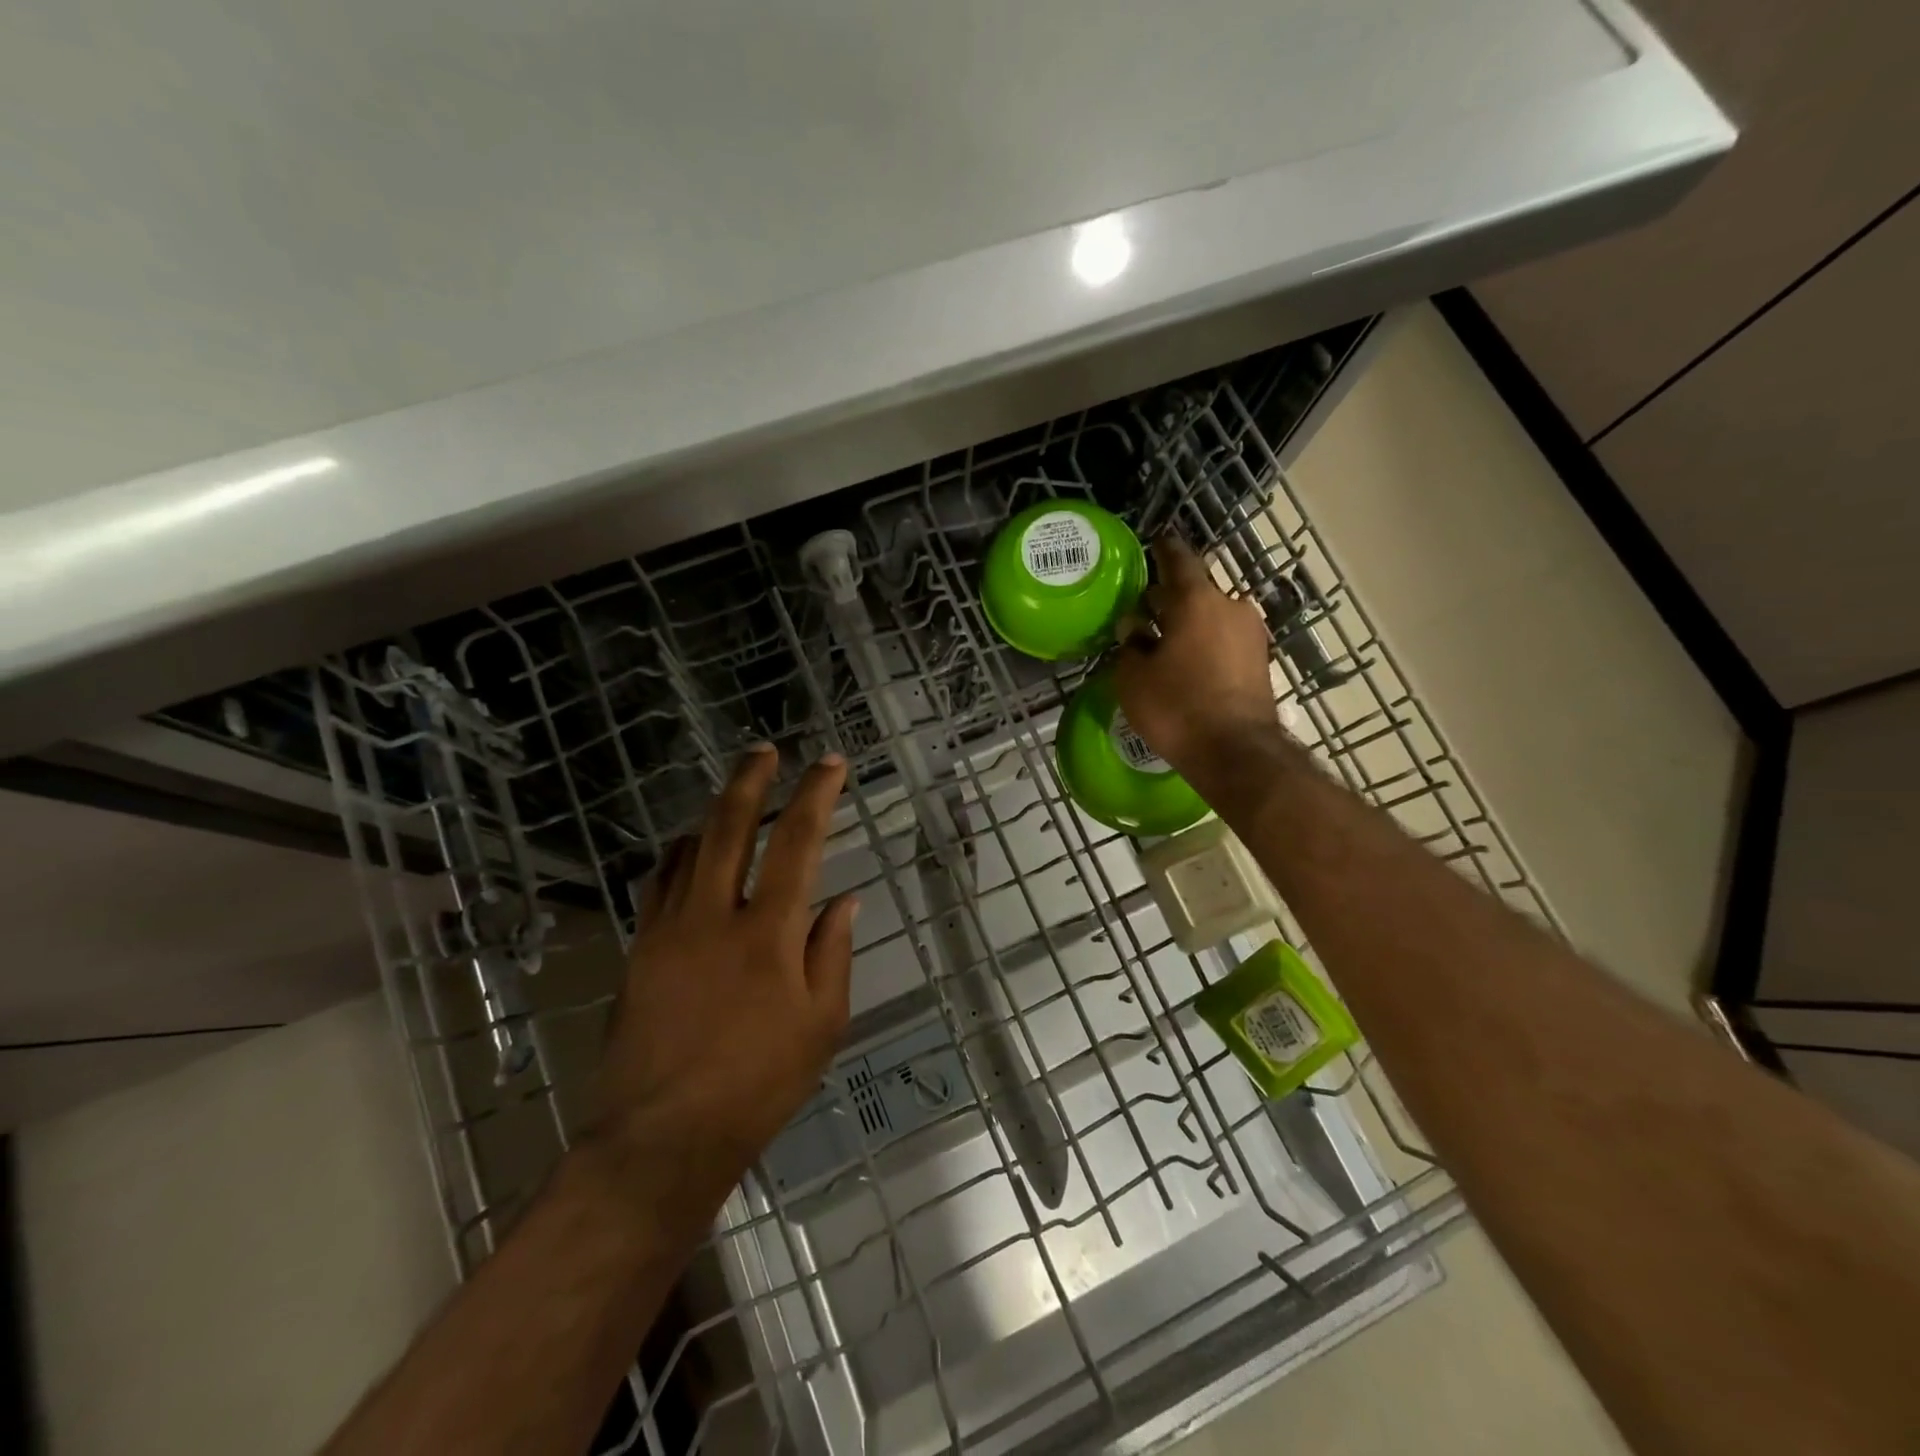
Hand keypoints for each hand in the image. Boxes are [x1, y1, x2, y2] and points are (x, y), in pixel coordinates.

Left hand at [586, 745, 857, 1211]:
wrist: (661, 1137)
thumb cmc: (759, 1084)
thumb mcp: (822, 1024)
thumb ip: (832, 951)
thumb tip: (844, 899)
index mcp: (769, 931)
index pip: (798, 842)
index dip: (816, 795)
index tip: (829, 764)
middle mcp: (715, 915)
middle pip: (731, 825)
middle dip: (750, 779)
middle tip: (764, 750)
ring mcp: (669, 929)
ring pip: (689, 848)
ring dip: (714, 812)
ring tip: (733, 794)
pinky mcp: (639, 950)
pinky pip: (659, 883)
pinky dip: (679, 854)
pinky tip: (688, 850)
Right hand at [1115, 535, 1278, 778]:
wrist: (1236, 752)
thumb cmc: (1178, 707)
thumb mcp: (1134, 678)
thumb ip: (1131, 645)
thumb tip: (1135, 629)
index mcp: (1197, 600)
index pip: (1178, 560)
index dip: (1163, 550)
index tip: (1154, 542)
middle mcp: (1230, 607)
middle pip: (1196, 590)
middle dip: (1169, 597)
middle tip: (1144, 607)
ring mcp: (1251, 634)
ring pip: (1211, 617)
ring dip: (1188, 623)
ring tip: (1162, 640)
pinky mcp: (1260, 662)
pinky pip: (1224, 640)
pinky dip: (1204, 643)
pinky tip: (1185, 662)